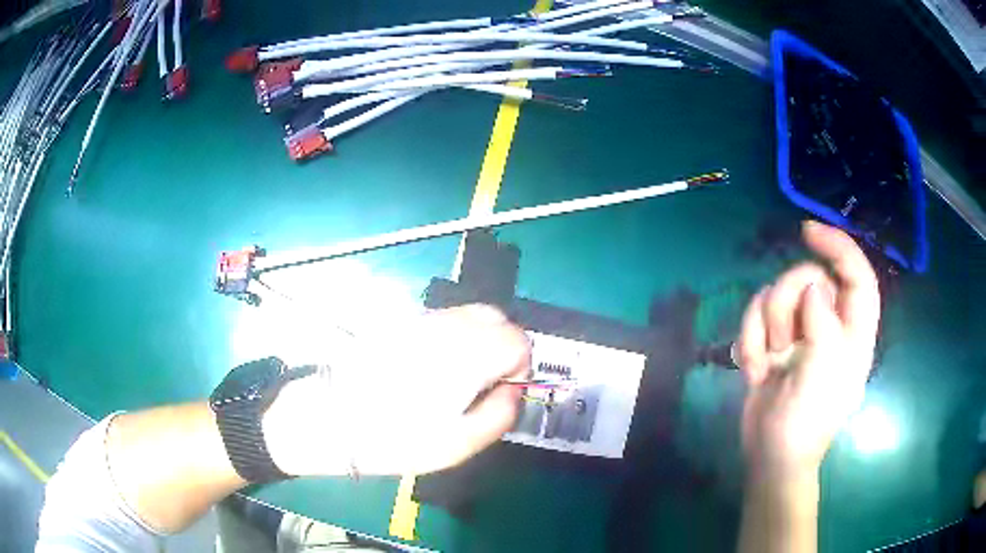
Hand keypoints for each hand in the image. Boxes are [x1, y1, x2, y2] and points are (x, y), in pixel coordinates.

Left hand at [263, 304, 530, 476]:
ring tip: (456, 379)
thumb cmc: (395, 438)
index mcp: (467, 355)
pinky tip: (431, 368)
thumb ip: (501, 415)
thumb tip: (512, 390)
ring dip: (478, 342)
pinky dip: (453, 337)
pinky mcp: (401, 323)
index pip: (518, 339)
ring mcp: (421, 320)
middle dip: (502, 349)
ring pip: (470, 315)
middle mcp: (447, 326)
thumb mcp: (458, 445)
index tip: (500, 392)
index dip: (520, 367)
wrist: (329, 418)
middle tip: (483, 385)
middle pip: (497, 318)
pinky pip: (443, 320)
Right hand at [735, 221, 880, 479]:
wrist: (770, 457)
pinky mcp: (772, 341)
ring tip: (767, 364)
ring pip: (776, 295)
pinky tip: (753, 371)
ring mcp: (799, 333)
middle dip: (786, 305)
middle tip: (781, 344)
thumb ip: (825, 326)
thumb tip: (813, 288)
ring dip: (763, 329)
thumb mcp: (823, 376)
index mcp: (853, 331)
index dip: (839, 247)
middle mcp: (828, 324)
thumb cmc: (806, 423)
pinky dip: (748, 342)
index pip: (856, 275)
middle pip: (808, 279)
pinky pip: (754, 317)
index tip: (808, 232)